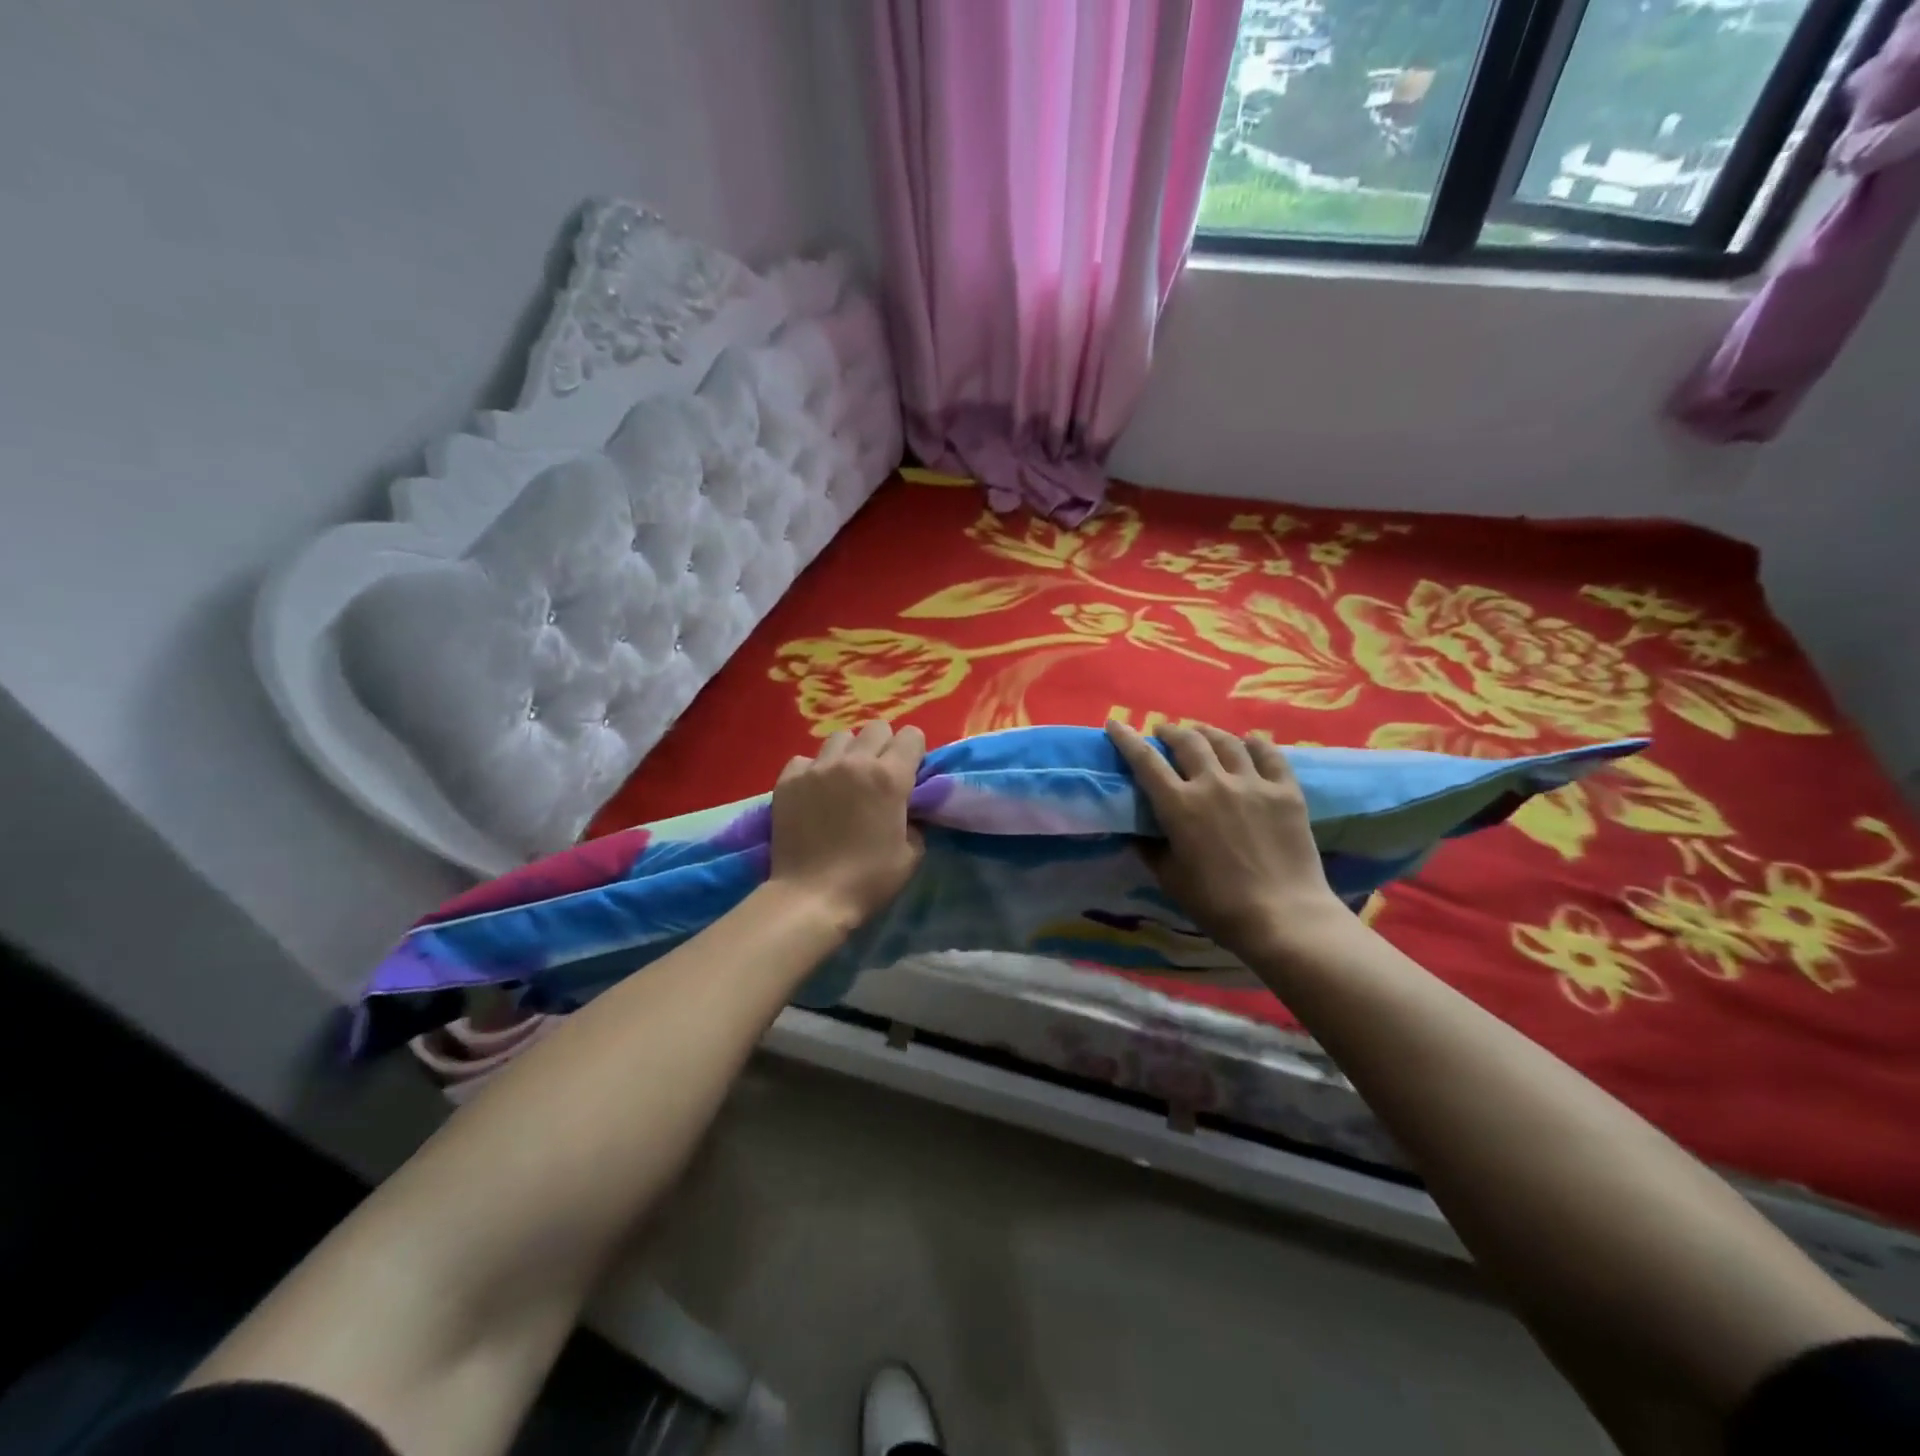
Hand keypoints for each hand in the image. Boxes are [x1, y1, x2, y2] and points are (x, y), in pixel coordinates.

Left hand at [769, 721, 926, 930]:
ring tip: (845, 780)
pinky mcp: (788, 780)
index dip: (914, 752)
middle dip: (884, 746)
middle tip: (879, 775)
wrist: (811, 897)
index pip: (912, 735)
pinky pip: (805, 759)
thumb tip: (907, 806)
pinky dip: (813, 770)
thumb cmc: (869, 879)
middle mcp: (854, 762)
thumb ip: (915, 818)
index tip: (910, 773)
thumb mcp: (912, 853)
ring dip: (849, 753)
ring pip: (840, 738)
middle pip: (876, 727)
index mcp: (889, 777)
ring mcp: (817, 768)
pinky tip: (815, 793)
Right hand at [1106, 720, 1347, 959]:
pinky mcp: (1286, 791)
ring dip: (1207, 732)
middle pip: (1187, 741)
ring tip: (1201, 733)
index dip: (1126, 739)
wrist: (1282, 917)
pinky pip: (1269, 754)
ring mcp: (1253, 783)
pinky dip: (1254, 744)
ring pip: (1226, 741)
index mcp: (1179, 805)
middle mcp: (1213, 783)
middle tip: (1164, 733)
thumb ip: (1150, 848)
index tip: (1115, 724)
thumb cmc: (1216, 903)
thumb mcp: (1169, 878)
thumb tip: (1138, 831)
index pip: (1145, 760)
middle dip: (1170, 731)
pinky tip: (1249, 743)